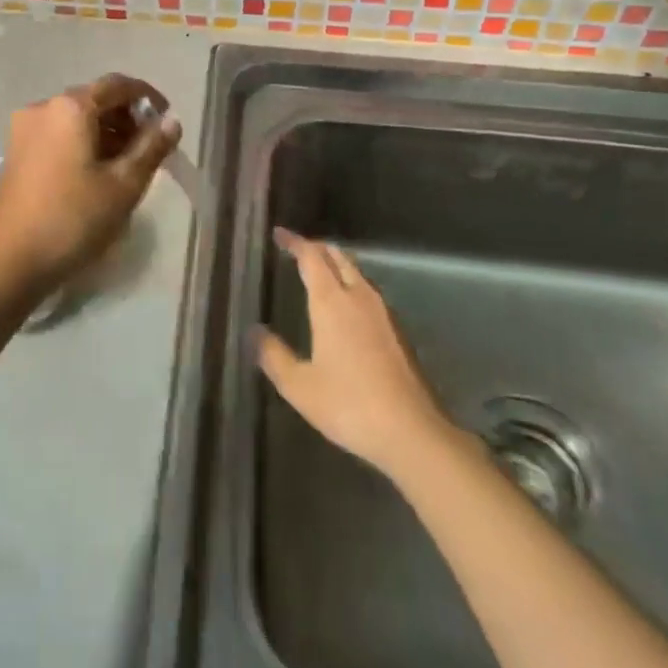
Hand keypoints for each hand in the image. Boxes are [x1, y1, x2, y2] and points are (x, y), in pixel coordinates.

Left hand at [0, 74, 180, 299]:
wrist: (8, 261)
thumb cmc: (72, 218)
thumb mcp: (123, 185)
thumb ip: (151, 147)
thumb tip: (171, 121)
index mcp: (70, 107)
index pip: (117, 85)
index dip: (147, 97)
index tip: (167, 121)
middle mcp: (43, 107)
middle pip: (94, 99)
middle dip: (126, 118)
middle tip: (151, 149)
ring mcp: (24, 129)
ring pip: (76, 119)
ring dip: (106, 132)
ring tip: (128, 165)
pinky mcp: (16, 152)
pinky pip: (58, 134)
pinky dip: (83, 143)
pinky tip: (97, 173)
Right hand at [256, 229, 459, 478]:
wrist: (412, 433)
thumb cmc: (349, 405)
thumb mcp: (299, 386)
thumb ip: (274, 356)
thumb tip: (255, 332)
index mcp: (331, 302)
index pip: (312, 257)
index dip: (295, 242)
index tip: (279, 234)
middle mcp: (359, 297)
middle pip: (338, 257)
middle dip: (317, 248)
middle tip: (297, 250)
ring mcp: (383, 313)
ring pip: (356, 273)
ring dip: (336, 265)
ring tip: (318, 272)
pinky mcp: (397, 331)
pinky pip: (368, 292)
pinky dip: (351, 284)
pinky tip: (345, 305)